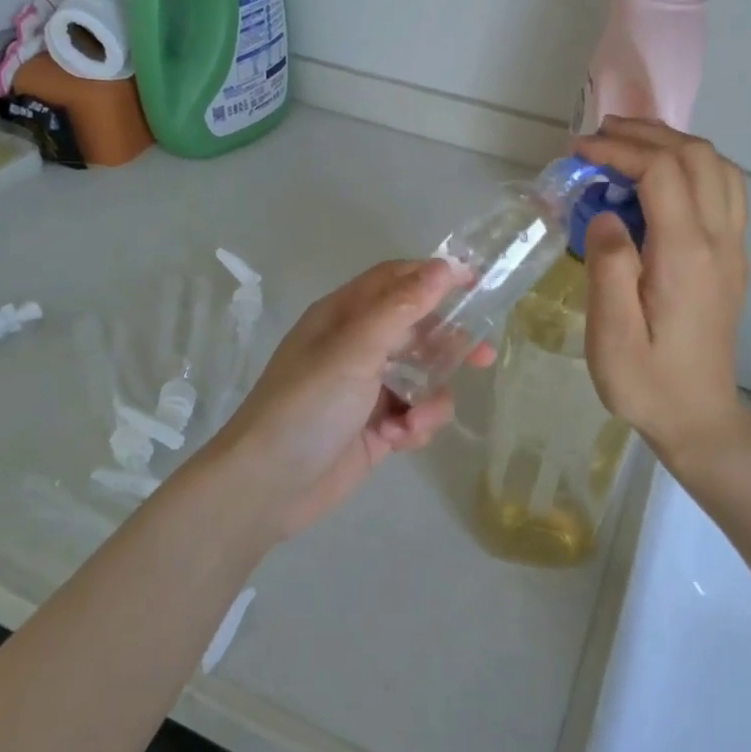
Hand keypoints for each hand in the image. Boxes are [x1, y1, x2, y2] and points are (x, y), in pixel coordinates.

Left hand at [203, 260, 488, 540]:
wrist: (268, 486)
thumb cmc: (308, 405)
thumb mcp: (355, 349)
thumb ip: (402, 307)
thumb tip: (446, 266)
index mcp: (344, 317)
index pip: (396, 281)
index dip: (435, 276)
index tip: (479, 281)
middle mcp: (356, 347)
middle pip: (416, 329)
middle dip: (448, 343)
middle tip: (483, 356)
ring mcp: (367, 390)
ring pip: (422, 377)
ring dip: (431, 396)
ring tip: (417, 418)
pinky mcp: (377, 429)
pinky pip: (415, 415)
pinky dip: (416, 426)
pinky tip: (400, 440)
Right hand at [574, 118, 750, 470]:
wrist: (700, 418)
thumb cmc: (647, 382)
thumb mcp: (611, 335)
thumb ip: (608, 267)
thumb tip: (605, 216)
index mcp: (685, 255)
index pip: (661, 172)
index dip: (619, 149)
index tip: (578, 150)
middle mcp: (719, 241)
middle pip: (696, 156)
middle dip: (647, 134)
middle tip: (600, 136)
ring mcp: (733, 248)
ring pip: (718, 167)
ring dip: (674, 145)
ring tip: (629, 146)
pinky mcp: (733, 258)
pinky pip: (725, 190)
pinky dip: (692, 167)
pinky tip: (660, 181)